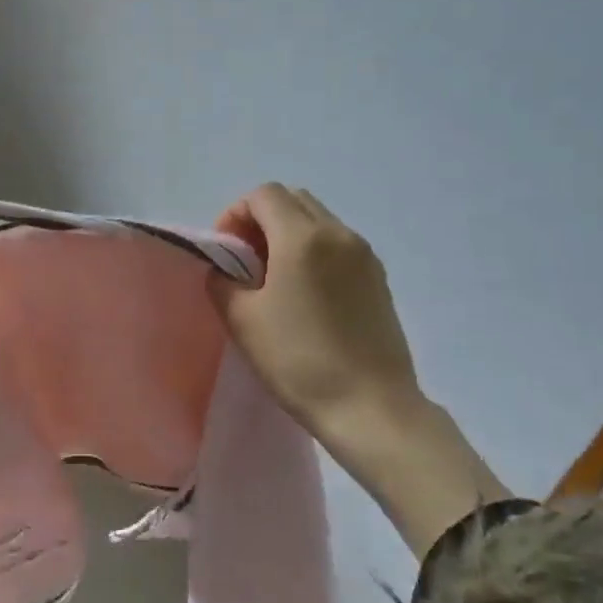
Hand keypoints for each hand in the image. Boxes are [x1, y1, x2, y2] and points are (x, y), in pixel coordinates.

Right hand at [210, 184, 420, 446]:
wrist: (370, 407)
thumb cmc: (298, 360)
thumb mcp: (242, 320)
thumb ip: (223, 282)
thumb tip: (224, 270)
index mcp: (302, 237)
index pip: (263, 195)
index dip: (235, 214)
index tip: (226, 251)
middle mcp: (339, 234)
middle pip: (294, 200)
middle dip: (262, 219)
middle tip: (246, 259)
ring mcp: (365, 256)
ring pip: (319, 220)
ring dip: (289, 234)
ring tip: (274, 279)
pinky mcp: (379, 279)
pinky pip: (339, 245)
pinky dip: (314, 251)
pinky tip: (305, 295)